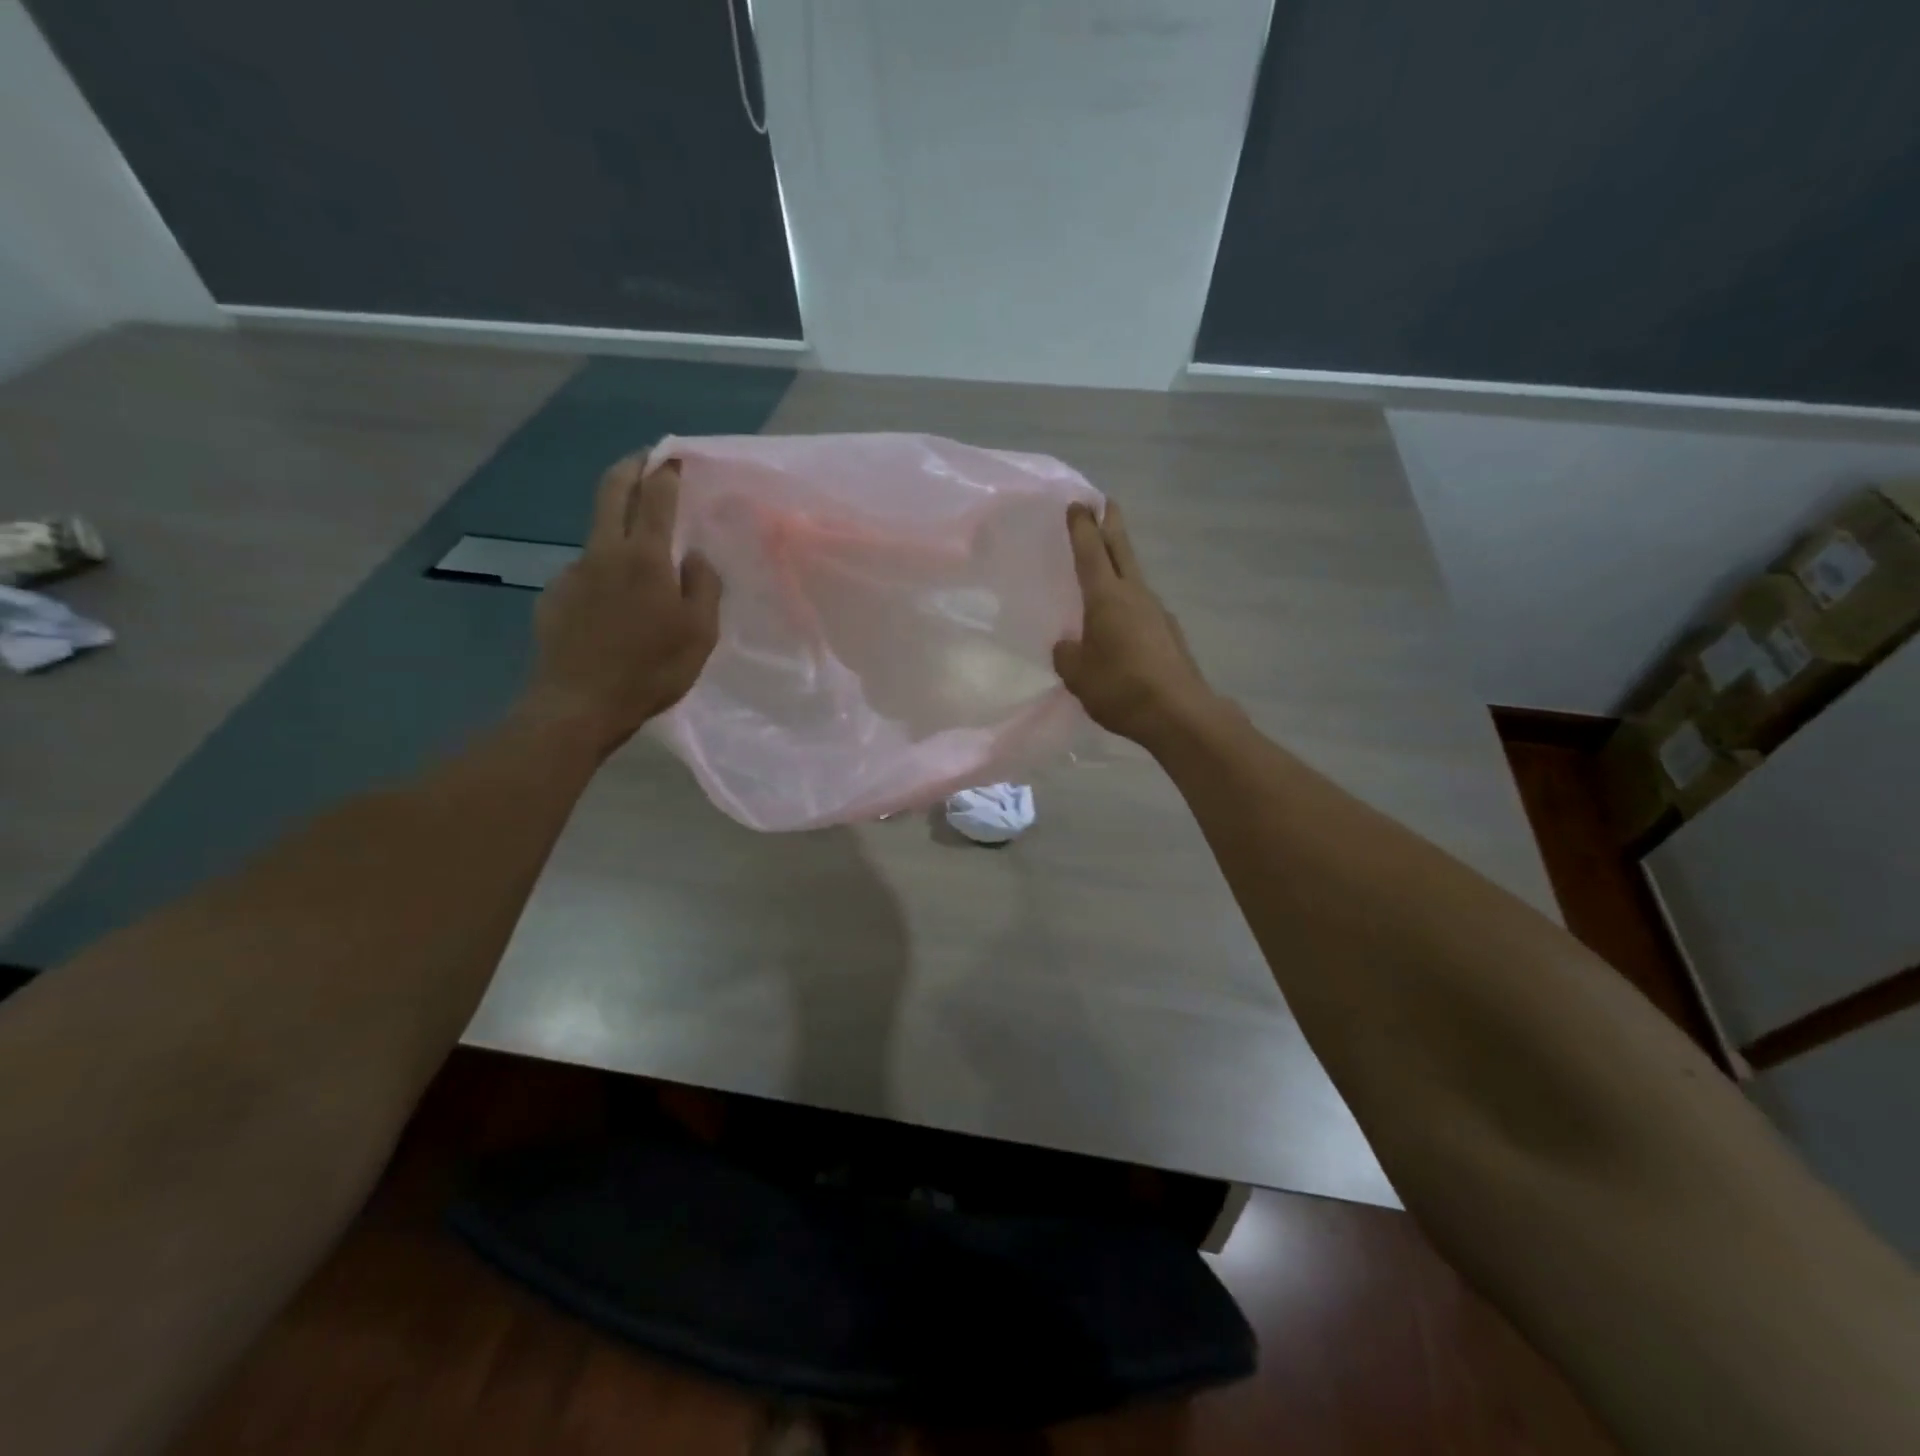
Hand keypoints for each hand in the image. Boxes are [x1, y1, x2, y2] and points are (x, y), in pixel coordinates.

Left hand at [520, 454, 720, 756]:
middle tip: (646, 458)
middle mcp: (604, 553)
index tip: (673, 457)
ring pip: (597, 533)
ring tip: (638, 547)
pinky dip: (603, 571)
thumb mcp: (699, 633)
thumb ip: (704, 587)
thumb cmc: (651, 669)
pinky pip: (586, 572)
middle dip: (630, 467)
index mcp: (645, 558)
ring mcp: (573, 572)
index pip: (656, 498)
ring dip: (616, 522)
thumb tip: (694, 557)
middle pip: (611, 492)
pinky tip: (613, 602)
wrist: (579, 704)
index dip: (666, 473)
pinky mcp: (554, 596)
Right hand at [1053, 500, 1216, 746]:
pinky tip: (1121, 623)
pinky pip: (1142, 609)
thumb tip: (1069, 645)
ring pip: (1134, 579)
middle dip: (1111, 525)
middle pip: (1121, 551)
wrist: (1178, 714)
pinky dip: (1129, 603)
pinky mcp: (1170, 635)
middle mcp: (1135, 596)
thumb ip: (1068, 654)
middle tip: (1106, 504)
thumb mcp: (1078, 674)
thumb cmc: (1120, 687)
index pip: (1091, 552)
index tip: (1078, 503)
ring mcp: (1157, 613)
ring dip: (1121, 565)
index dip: (1082, 527)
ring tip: (1106, 567)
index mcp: (1107, 598)